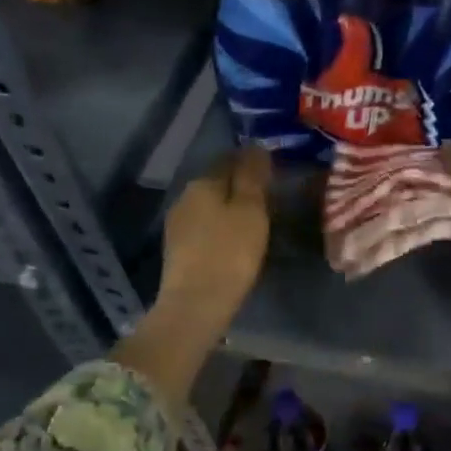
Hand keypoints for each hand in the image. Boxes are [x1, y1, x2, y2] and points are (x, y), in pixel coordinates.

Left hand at [156, 145, 272, 331]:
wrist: (196, 304)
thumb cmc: (230, 253)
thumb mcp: (251, 210)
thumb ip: (253, 176)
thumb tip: (256, 146)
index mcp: (203, 183)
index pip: (229, 159)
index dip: (251, 161)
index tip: (273, 171)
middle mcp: (184, 197)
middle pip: (217, 182)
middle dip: (239, 185)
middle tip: (267, 197)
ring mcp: (177, 224)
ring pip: (209, 205)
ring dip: (228, 208)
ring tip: (253, 221)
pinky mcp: (177, 250)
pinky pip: (203, 227)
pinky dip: (219, 228)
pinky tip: (232, 241)